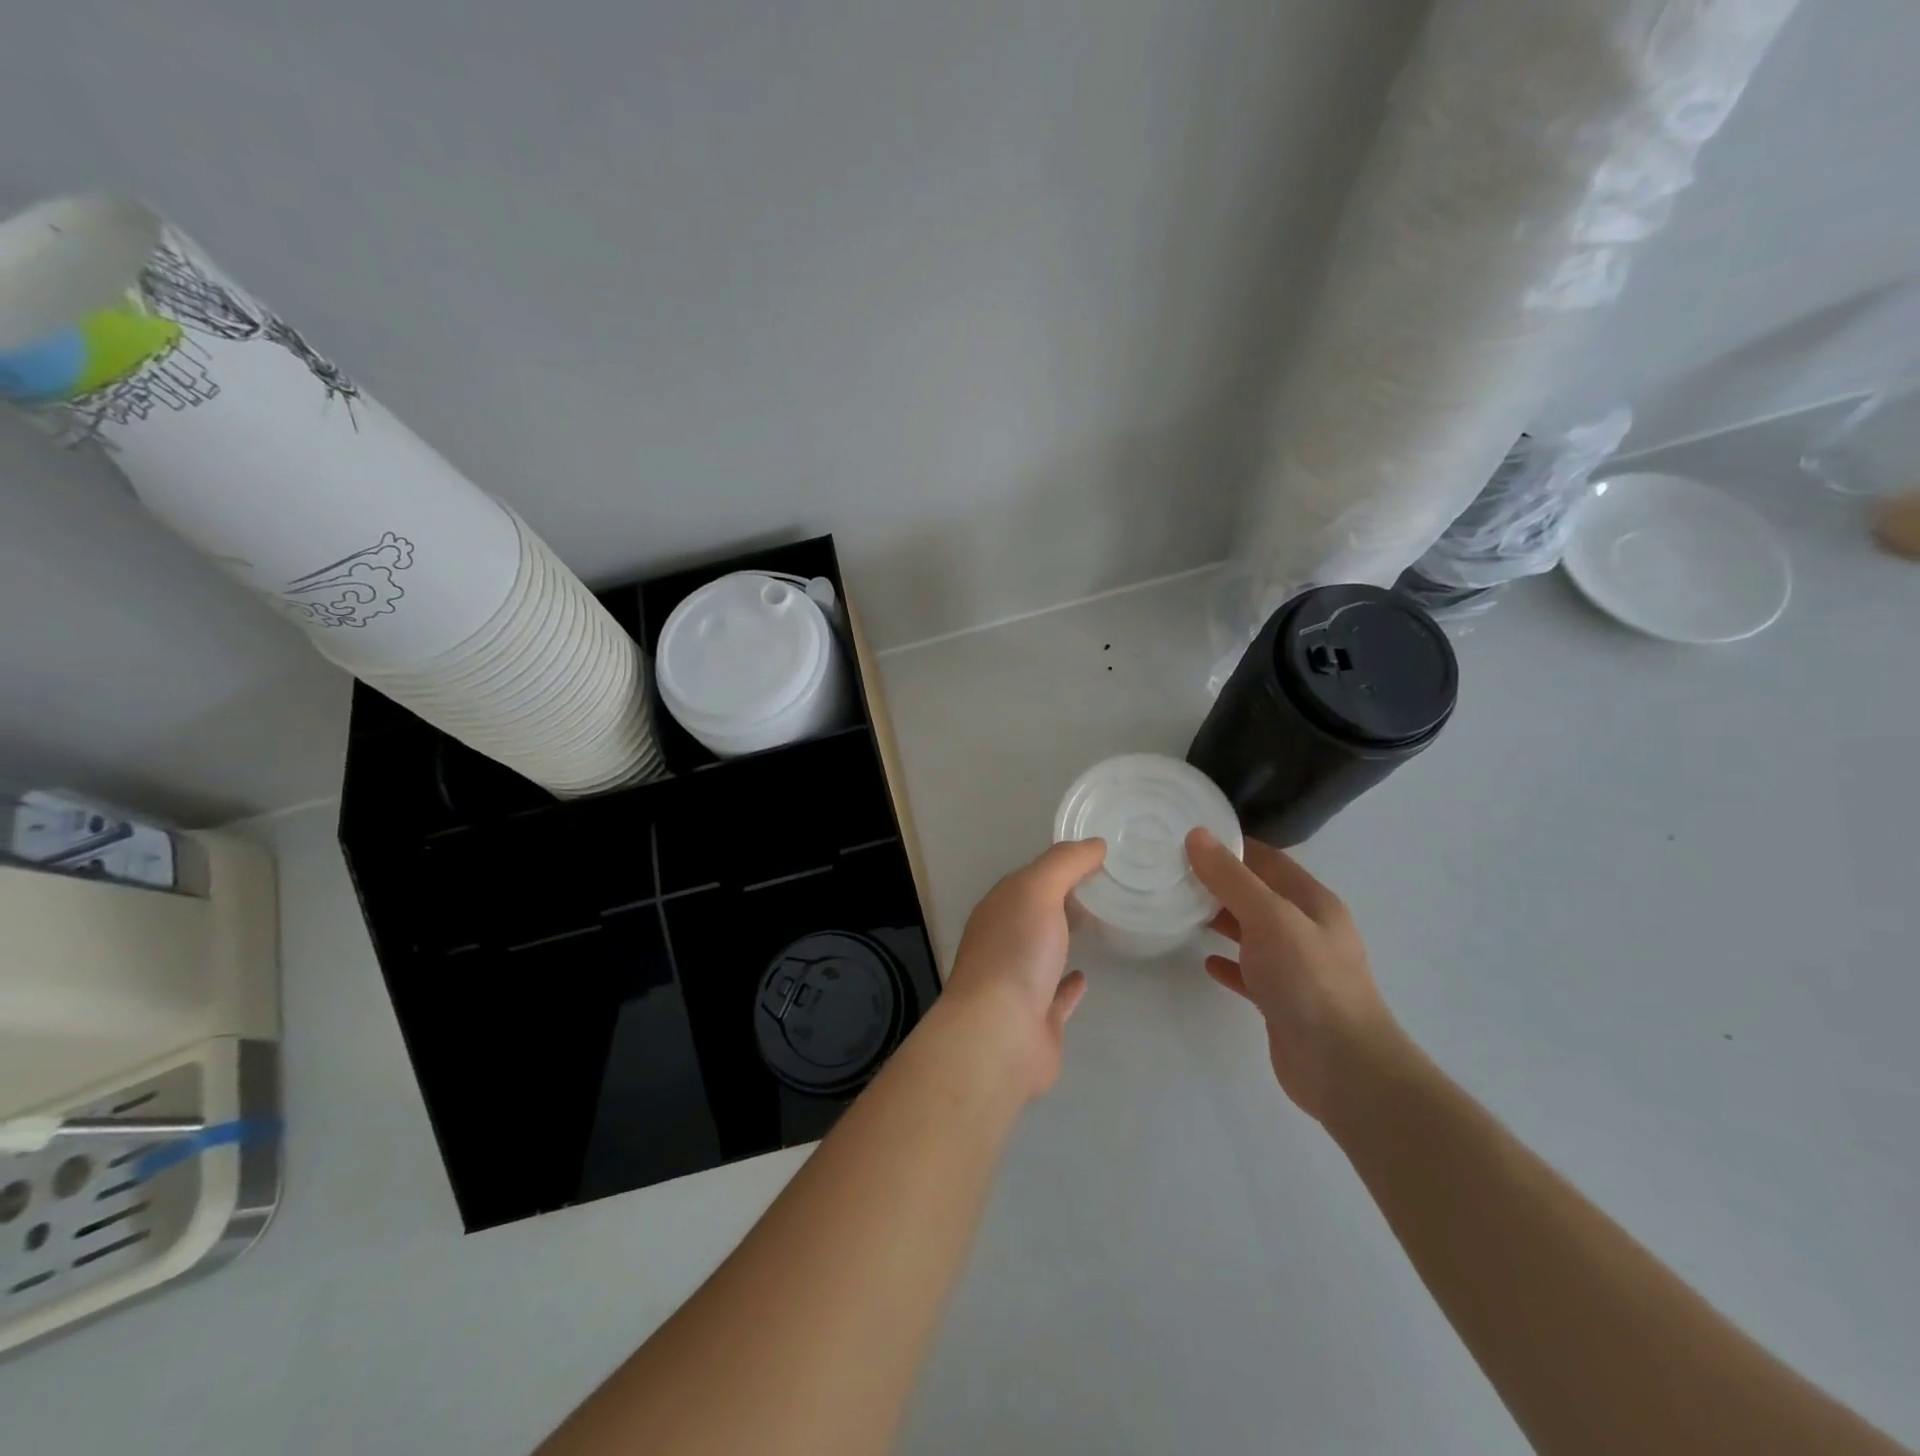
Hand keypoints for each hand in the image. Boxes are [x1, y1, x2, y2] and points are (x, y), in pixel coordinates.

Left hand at [940, 839, 1105, 1099]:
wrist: (998, 1037)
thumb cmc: (1015, 954)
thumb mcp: (1037, 891)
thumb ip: (1064, 864)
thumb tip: (1095, 844)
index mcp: (998, 910)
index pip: (1029, 879)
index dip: (1060, 866)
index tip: (1098, 858)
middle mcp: (1003, 943)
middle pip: (1035, 914)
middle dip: (1062, 900)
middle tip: (1104, 889)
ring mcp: (1018, 984)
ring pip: (1044, 953)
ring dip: (1064, 939)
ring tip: (1098, 926)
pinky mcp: (1037, 1021)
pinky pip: (1056, 996)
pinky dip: (1070, 985)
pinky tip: (1085, 976)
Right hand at [1185, 829, 1406, 1123]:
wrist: (1342, 1067)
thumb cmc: (1308, 980)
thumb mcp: (1269, 917)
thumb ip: (1231, 878)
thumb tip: (1197, 835)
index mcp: (1313, 902)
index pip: (1269, 860)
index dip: (1233, 845)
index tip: (1190, 837)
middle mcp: (1307, 930)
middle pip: (1259, 895)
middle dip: (1221, 882)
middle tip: (1174, 872)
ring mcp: (1296, 968)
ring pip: (1253, 933)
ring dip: (1222, 920)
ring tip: (1181, 910)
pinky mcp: (1282, 1001)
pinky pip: (1250, 973)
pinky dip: (1229, 963)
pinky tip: (1206, 962)